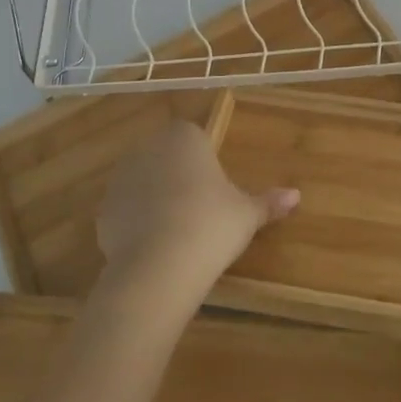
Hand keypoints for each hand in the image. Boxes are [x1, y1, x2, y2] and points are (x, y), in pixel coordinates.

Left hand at [96, 120, 298, 297]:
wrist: (158, 266)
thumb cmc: (211, 225)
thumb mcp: (247, 214)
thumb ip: (268, 202)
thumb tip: (296, 196)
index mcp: (184, 138)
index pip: (193, 135)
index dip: (203, 158)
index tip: (215, 185)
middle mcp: (149, 148)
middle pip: (166, 155)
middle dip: (178, 175)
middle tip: (200, 208)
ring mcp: (121, 178)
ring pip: (143, 181)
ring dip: (155, 197)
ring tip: (177, 231)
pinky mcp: (103, 210)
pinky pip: (126, 210)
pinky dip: (137, 223)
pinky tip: (154, 247)